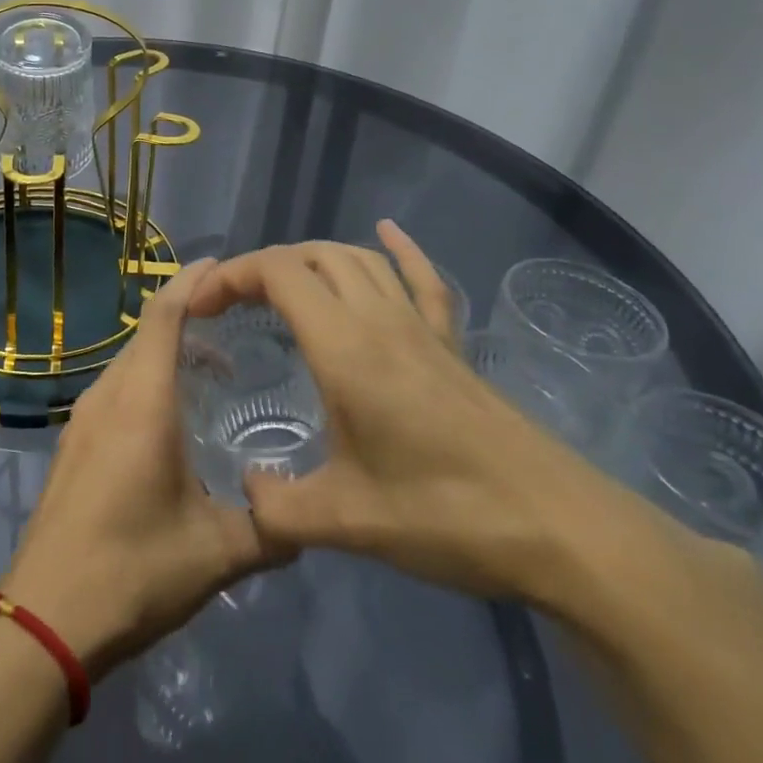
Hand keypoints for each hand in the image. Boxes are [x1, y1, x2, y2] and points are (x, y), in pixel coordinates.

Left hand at [0, 259, 293, 679]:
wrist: (46, 617)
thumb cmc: (133, 569)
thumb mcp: (215, 553)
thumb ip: (269, 530)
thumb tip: (308, 519)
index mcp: (140, 403)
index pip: (162, 318)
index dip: (189, 284)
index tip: (220, 266)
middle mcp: (107, 397)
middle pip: (145, 335)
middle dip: (186, 317)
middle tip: (235, 322)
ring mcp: (83, 420)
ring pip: (128, 363)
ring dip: (164, 353)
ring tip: (212, 369)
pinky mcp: (73, 444)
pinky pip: (115, 390)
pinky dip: (145, 381)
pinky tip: (171, 416)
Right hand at [187, 222, 684, 602]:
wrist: (561, 530)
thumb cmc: (447, 516)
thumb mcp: (347, 522)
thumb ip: (279, 507)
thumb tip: (246, 491)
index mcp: (346, 348)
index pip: (279, 274)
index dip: (232, 276)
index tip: (201, 307)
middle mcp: (380, 321)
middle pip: (313, 257)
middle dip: (263, 268)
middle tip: (231, 304)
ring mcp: (421, 328)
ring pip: (360, 260)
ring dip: (312, 259)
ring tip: (281, 286)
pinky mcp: (451, 345)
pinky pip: (422, 279)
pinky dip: (400, 249)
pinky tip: (387, 233)